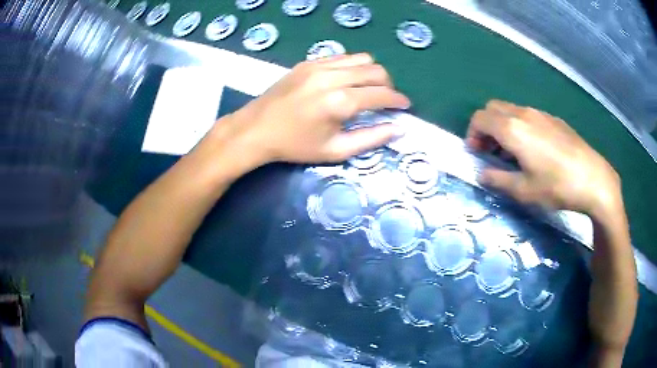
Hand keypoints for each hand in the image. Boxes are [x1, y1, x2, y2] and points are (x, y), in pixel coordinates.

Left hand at [210, 53, 409, 171]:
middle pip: (375, 70)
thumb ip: (371, 139)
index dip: (398, 100)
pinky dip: (352, 66)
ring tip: (368, 88)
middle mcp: (332, 77)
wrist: (256, 129)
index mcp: (339, 102)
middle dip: (388, 85)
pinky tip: (347, 80)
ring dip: (372, 72)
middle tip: (386, 100)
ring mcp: (318, 65)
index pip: (381, 94)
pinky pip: (341, 56)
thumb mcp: (335, 151)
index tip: (405, 106)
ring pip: (360, 58)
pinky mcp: (308, 62)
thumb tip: (398, 129)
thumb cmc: (295, 146)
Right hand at [467, 100, 621, 217]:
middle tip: (490, 150)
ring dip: (503, 126)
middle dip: (485, 127)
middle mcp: (524, 114)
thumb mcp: (524, 190)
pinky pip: (528, 115)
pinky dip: (520, 126)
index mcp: (512, 129)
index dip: (472, 134)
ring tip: (511, 152)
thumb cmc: (557, 186)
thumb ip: (498, 180)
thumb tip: (482, 174)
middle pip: (493, 108)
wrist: (593, 178)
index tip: (476, 152)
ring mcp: (540, 114)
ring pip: (511, 110)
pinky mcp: (553, 119)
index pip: (480, 118)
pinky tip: (533, 148)